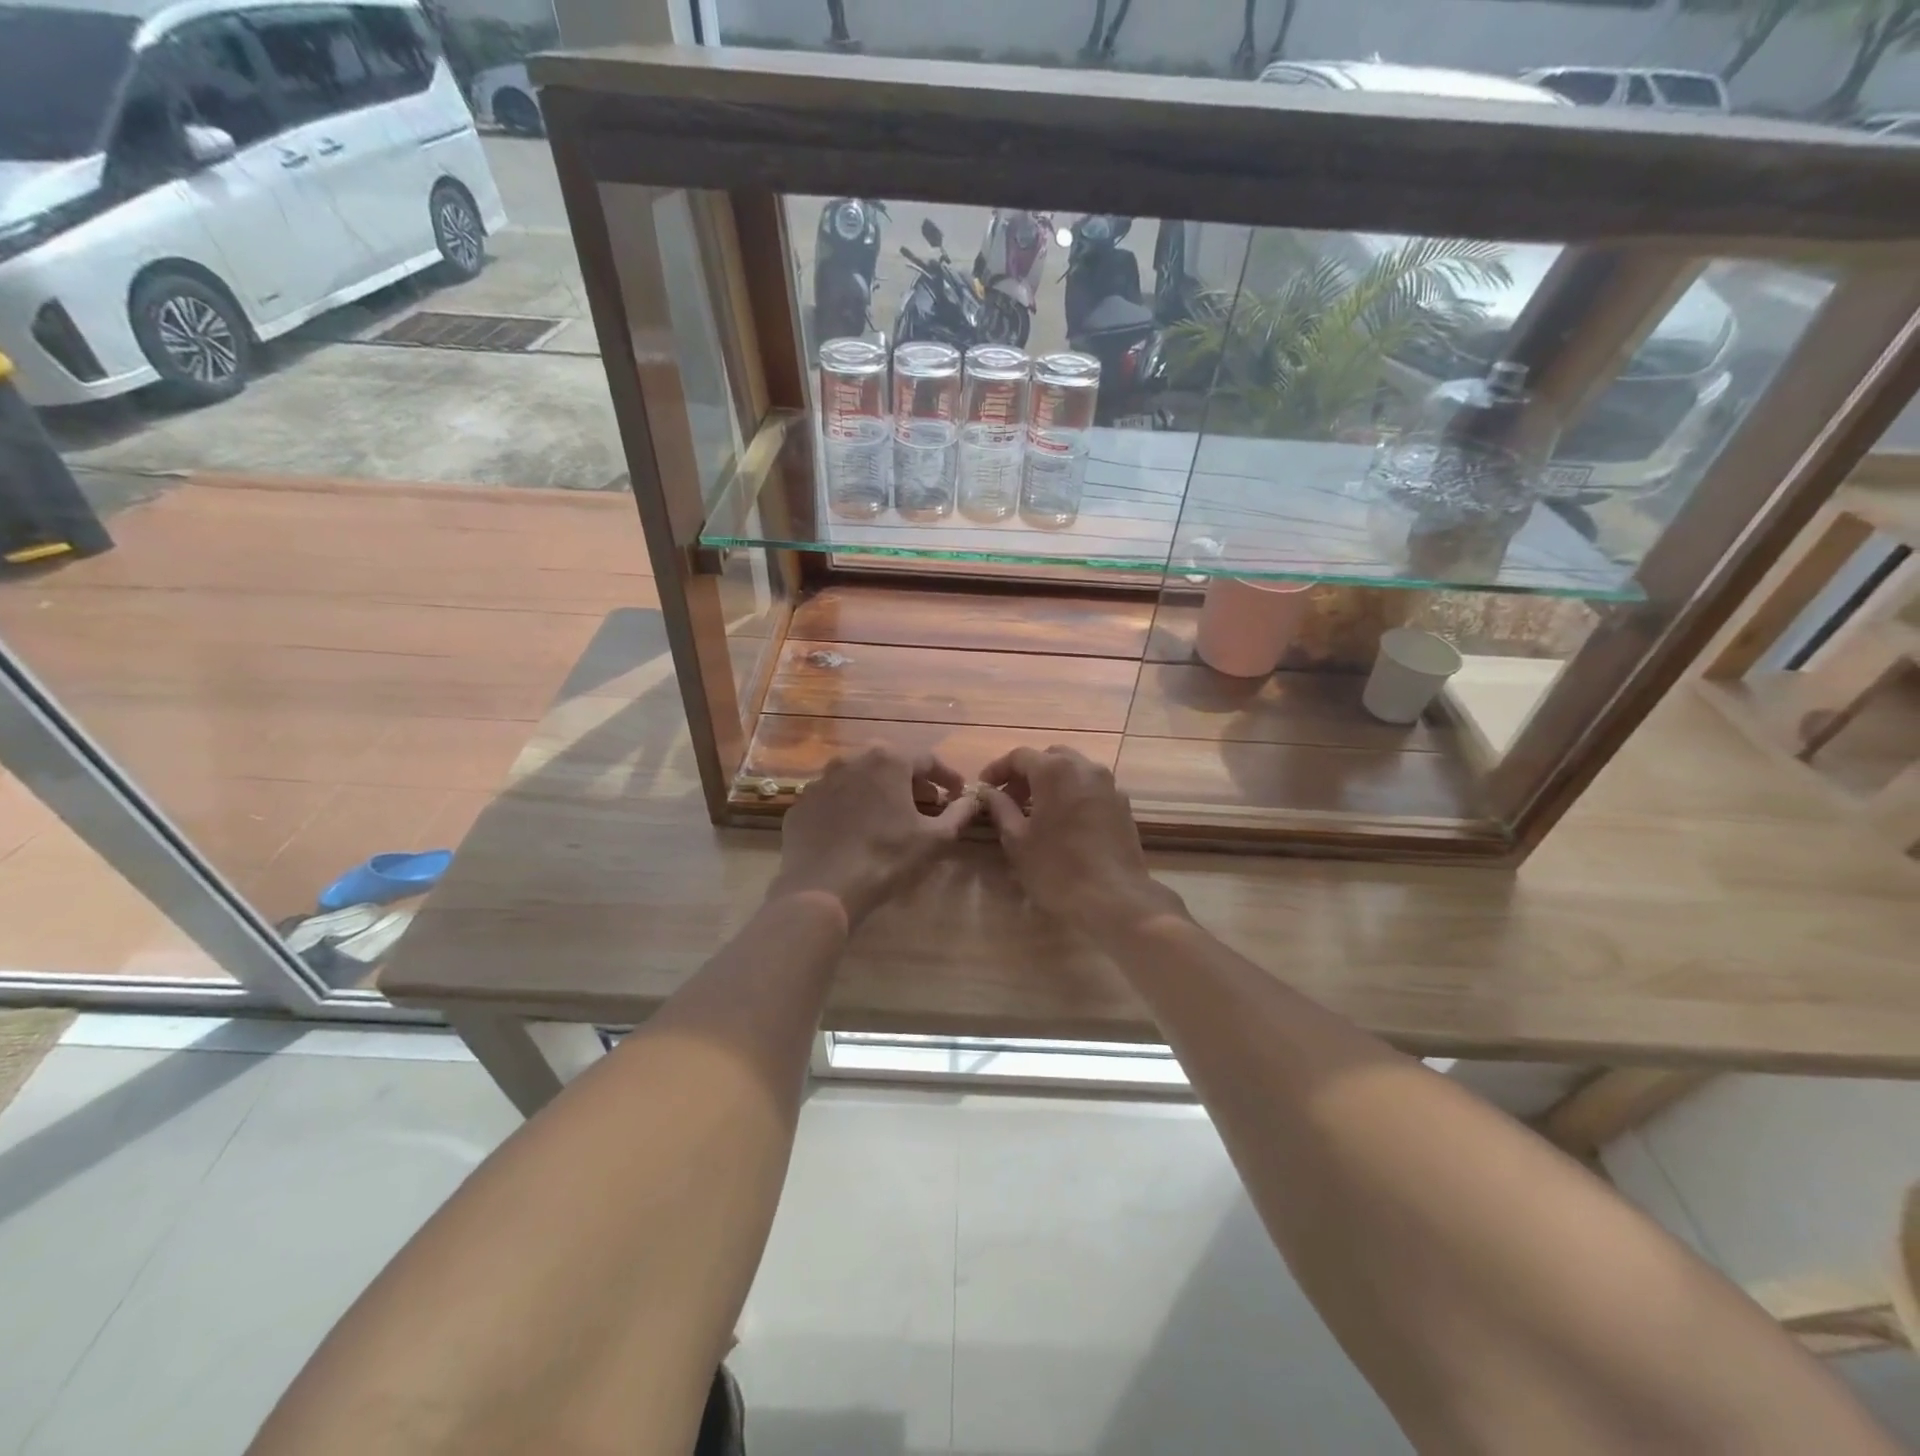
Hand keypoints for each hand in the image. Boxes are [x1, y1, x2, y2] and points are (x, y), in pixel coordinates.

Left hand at [768, 748, 977, 925]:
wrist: (822, 887)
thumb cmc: (885, 858)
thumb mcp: (934, 838)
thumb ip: (958, 814)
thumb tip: (972, 800)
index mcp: (888, 760)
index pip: (928, 760)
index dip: (947, 776)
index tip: (957, 793)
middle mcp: (853, 758)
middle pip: (892, 764)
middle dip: (913, 782)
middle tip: (927, 804)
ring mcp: (822, 779)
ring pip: (861, 778)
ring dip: (880, 791)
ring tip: (891, 816)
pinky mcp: (802, 801)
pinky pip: (835, 797)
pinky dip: (851, 806)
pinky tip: (857, 830)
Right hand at [977, 746, 1186, 940]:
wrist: (1114, 899)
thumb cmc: (1057, 869)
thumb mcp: (1017, 840)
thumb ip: (1000, 808)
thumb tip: (989, 792)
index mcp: (1055, 771)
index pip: (1020, 756)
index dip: (998, 769)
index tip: (984, 787)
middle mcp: (1085, 768)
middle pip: (1050, 758)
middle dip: (1027, 773)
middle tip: (1011, 798)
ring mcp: (1109, 785)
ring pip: (1074, 770)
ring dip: (1052, 782)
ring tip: (1036, 810)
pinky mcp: (1123, 805)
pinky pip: (1091, 788)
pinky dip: (1073, 794)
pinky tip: (1064, 822)